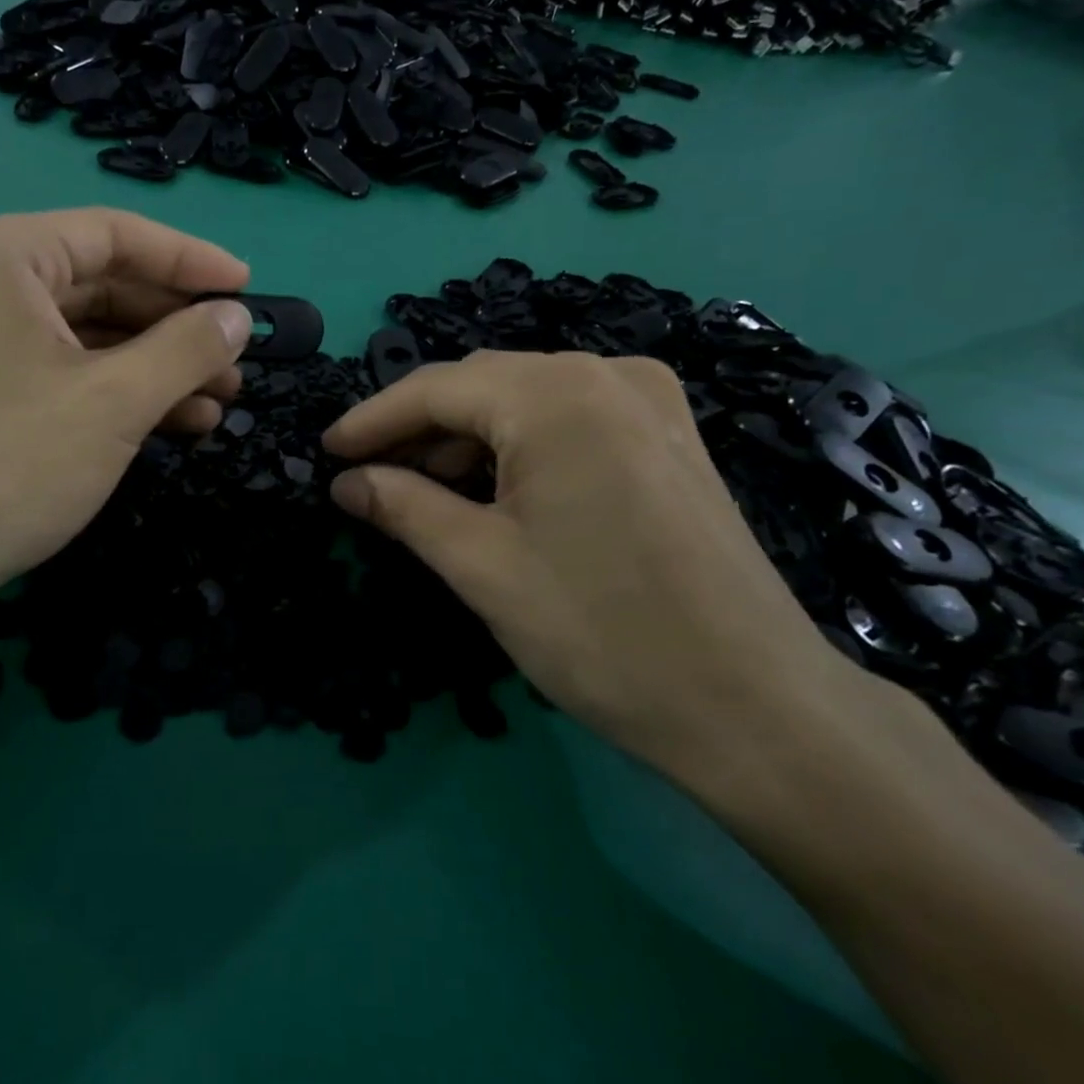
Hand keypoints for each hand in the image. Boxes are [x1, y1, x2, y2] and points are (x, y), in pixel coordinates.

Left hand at [0, 209, 251, 659]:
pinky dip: (116, 392)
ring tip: (218, 403)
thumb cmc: (11, 464)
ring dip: (155, 367)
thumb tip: (237, 317)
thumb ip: (187, 348)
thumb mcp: (117, 401)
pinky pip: (61, 369)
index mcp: (2, 255)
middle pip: (103, 285)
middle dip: (177, 328)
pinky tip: (174, 424)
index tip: (247, 288)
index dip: (191, 261)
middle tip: (236, 363)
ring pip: (86, 334)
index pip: (116, 236)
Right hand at [322, 351, 874, 790]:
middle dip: (418, 430)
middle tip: (368, 477)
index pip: (437, 388)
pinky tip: (494, 491)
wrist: (756, 707)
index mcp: (557, 395)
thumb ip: (403, 507)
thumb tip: (346, 481)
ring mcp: (649, 401)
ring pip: (525, 402)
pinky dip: (518, 447)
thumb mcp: (482, 566)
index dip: (372, 419)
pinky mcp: (669, 436)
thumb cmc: (602, 633)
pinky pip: (568, 420)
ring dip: (467, 440)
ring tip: (423, 492)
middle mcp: (607, 375)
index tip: (326, 451)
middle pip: (482, 387)